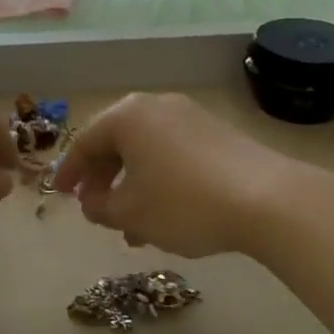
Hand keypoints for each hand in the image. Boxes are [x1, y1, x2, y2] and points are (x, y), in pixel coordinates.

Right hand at [52, 92, 333, 260]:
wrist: (271, 201)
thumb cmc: (184, 203)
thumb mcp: (131, 213)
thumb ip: (100, 207)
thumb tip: (92, 201)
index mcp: (126, 116)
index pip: (84, 142)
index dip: (69, 172)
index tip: (62, 196)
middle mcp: (155, 106)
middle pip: (116, 143)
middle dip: (104, 180)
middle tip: (97, 211)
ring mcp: (190, 117)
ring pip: (147, 151)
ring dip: (133, 185)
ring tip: (133, 227)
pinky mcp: (219, 133)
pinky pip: (173, 153)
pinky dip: (160, 179)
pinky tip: (166, 214)